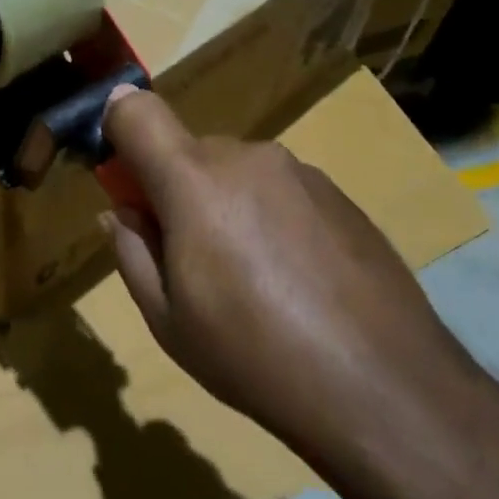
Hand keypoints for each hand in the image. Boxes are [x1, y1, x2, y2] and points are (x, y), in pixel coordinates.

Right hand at [100, 88, 473, 458]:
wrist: (382, 385)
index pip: (137, 112)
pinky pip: (280, 189)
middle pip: (189, 152)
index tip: (122, 179)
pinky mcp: (338, 193)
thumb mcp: (168, 320)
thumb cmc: (254, 355)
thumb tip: (120, 212)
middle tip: (190, 258)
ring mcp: (299, 171)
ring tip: (253, 278)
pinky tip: (296, 278)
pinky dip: (270, 216)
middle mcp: (247, 157)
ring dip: (226, 205)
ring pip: (236, 172)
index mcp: (194, 181)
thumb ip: (131, 251)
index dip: (116, 129)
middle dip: (177, 190)